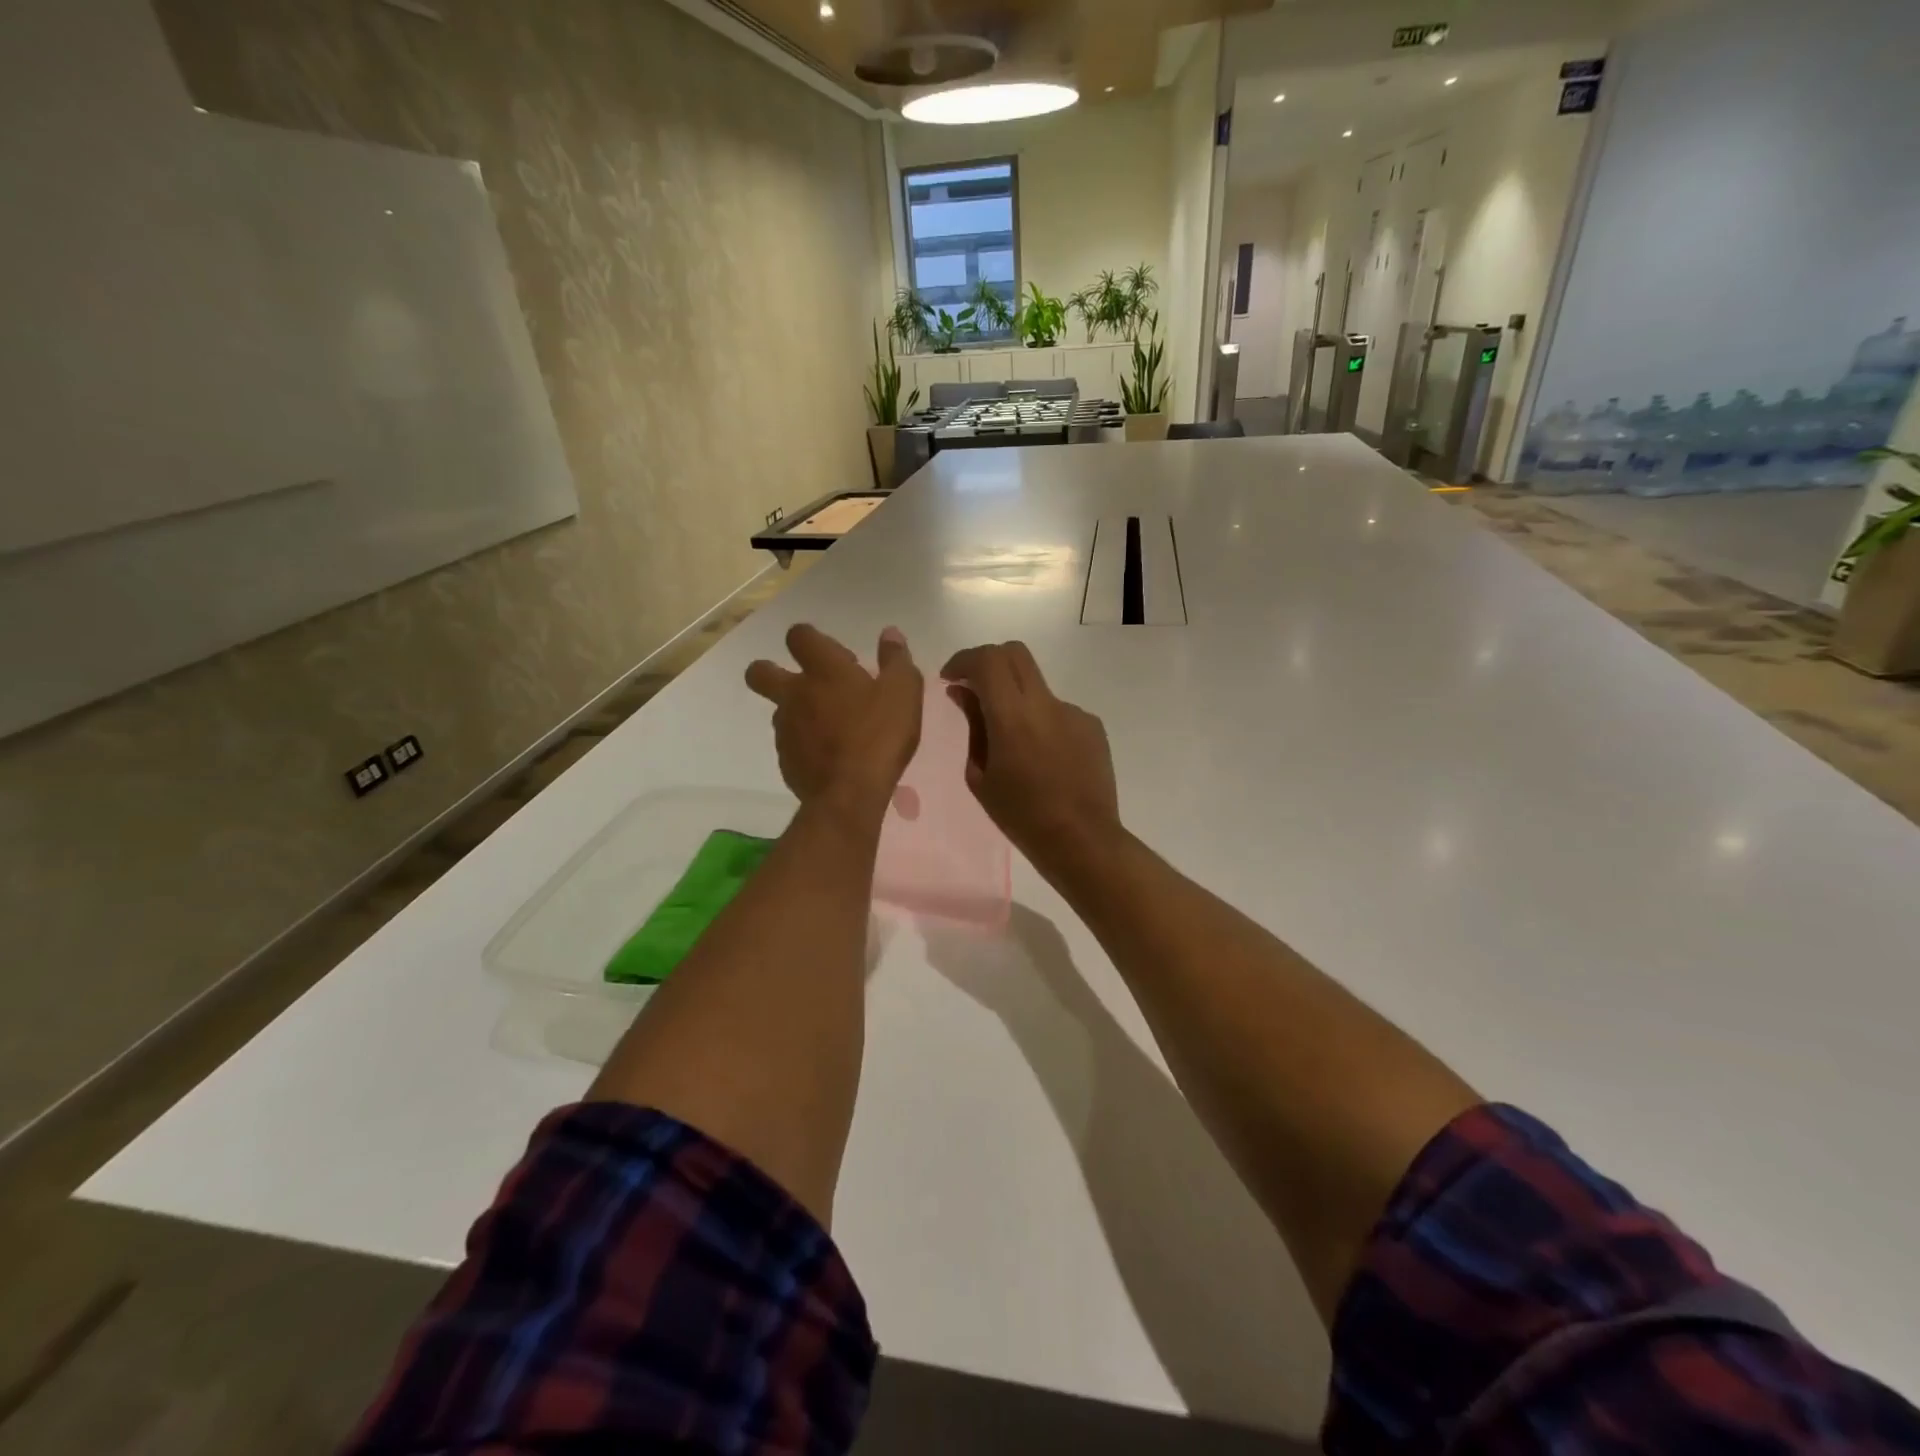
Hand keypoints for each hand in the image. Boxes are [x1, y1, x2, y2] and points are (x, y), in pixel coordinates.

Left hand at [747, 625, 922, 814]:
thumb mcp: (903, 693)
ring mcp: (785, 728)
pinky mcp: (785, 759)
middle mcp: (794, 693)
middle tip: (805, 684)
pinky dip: (804, 744)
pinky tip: (829, 756)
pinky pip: (789, 742)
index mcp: (823, 670)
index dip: (811, 639)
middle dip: (771, 671)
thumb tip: (890, 633)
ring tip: (829, 727)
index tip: (838, 657)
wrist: (850, 794)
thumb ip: (897, 659)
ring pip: (778, 710)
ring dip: (796, 711)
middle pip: (760, 672)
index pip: (798, 635)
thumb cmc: (879, 735)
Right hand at [939, 641, 1119, 873]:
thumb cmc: (1022, 816)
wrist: (1082, 840)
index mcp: (1013, 717)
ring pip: (1036, 687)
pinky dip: (1041, 722)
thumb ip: (973, 727)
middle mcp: (1046, 704)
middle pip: (1015, 654)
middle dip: (988, 662)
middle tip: (974, 688)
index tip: (950, 678)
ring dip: (1016, 699)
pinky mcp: (1092, 726)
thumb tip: (963, 692)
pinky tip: (1042, 758)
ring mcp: (1074, 712)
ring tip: (1012, 745)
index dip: (963, 660)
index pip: (987, 660)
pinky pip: (1058, 712)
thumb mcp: (980, 776)